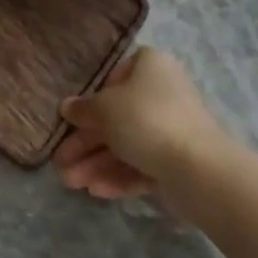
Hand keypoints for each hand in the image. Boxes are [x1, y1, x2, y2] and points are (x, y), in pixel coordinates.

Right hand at [53, 47, 238, 209]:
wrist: (197, 166)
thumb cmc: (145, 120)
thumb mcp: (104, 109)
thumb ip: (83, 109)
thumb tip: (67, 107)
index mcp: (150, 66)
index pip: (116, 75)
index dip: (94, 97)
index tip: (75, 118)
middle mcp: (163, 92)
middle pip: (117, 116)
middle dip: (86, 143)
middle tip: (60, 163)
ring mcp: (172, 128)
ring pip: (127, 144)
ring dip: (96, 163)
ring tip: (71, 183)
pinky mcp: (177, 160)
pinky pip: (142, 164)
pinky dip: (119, 175)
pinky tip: (96, 191)